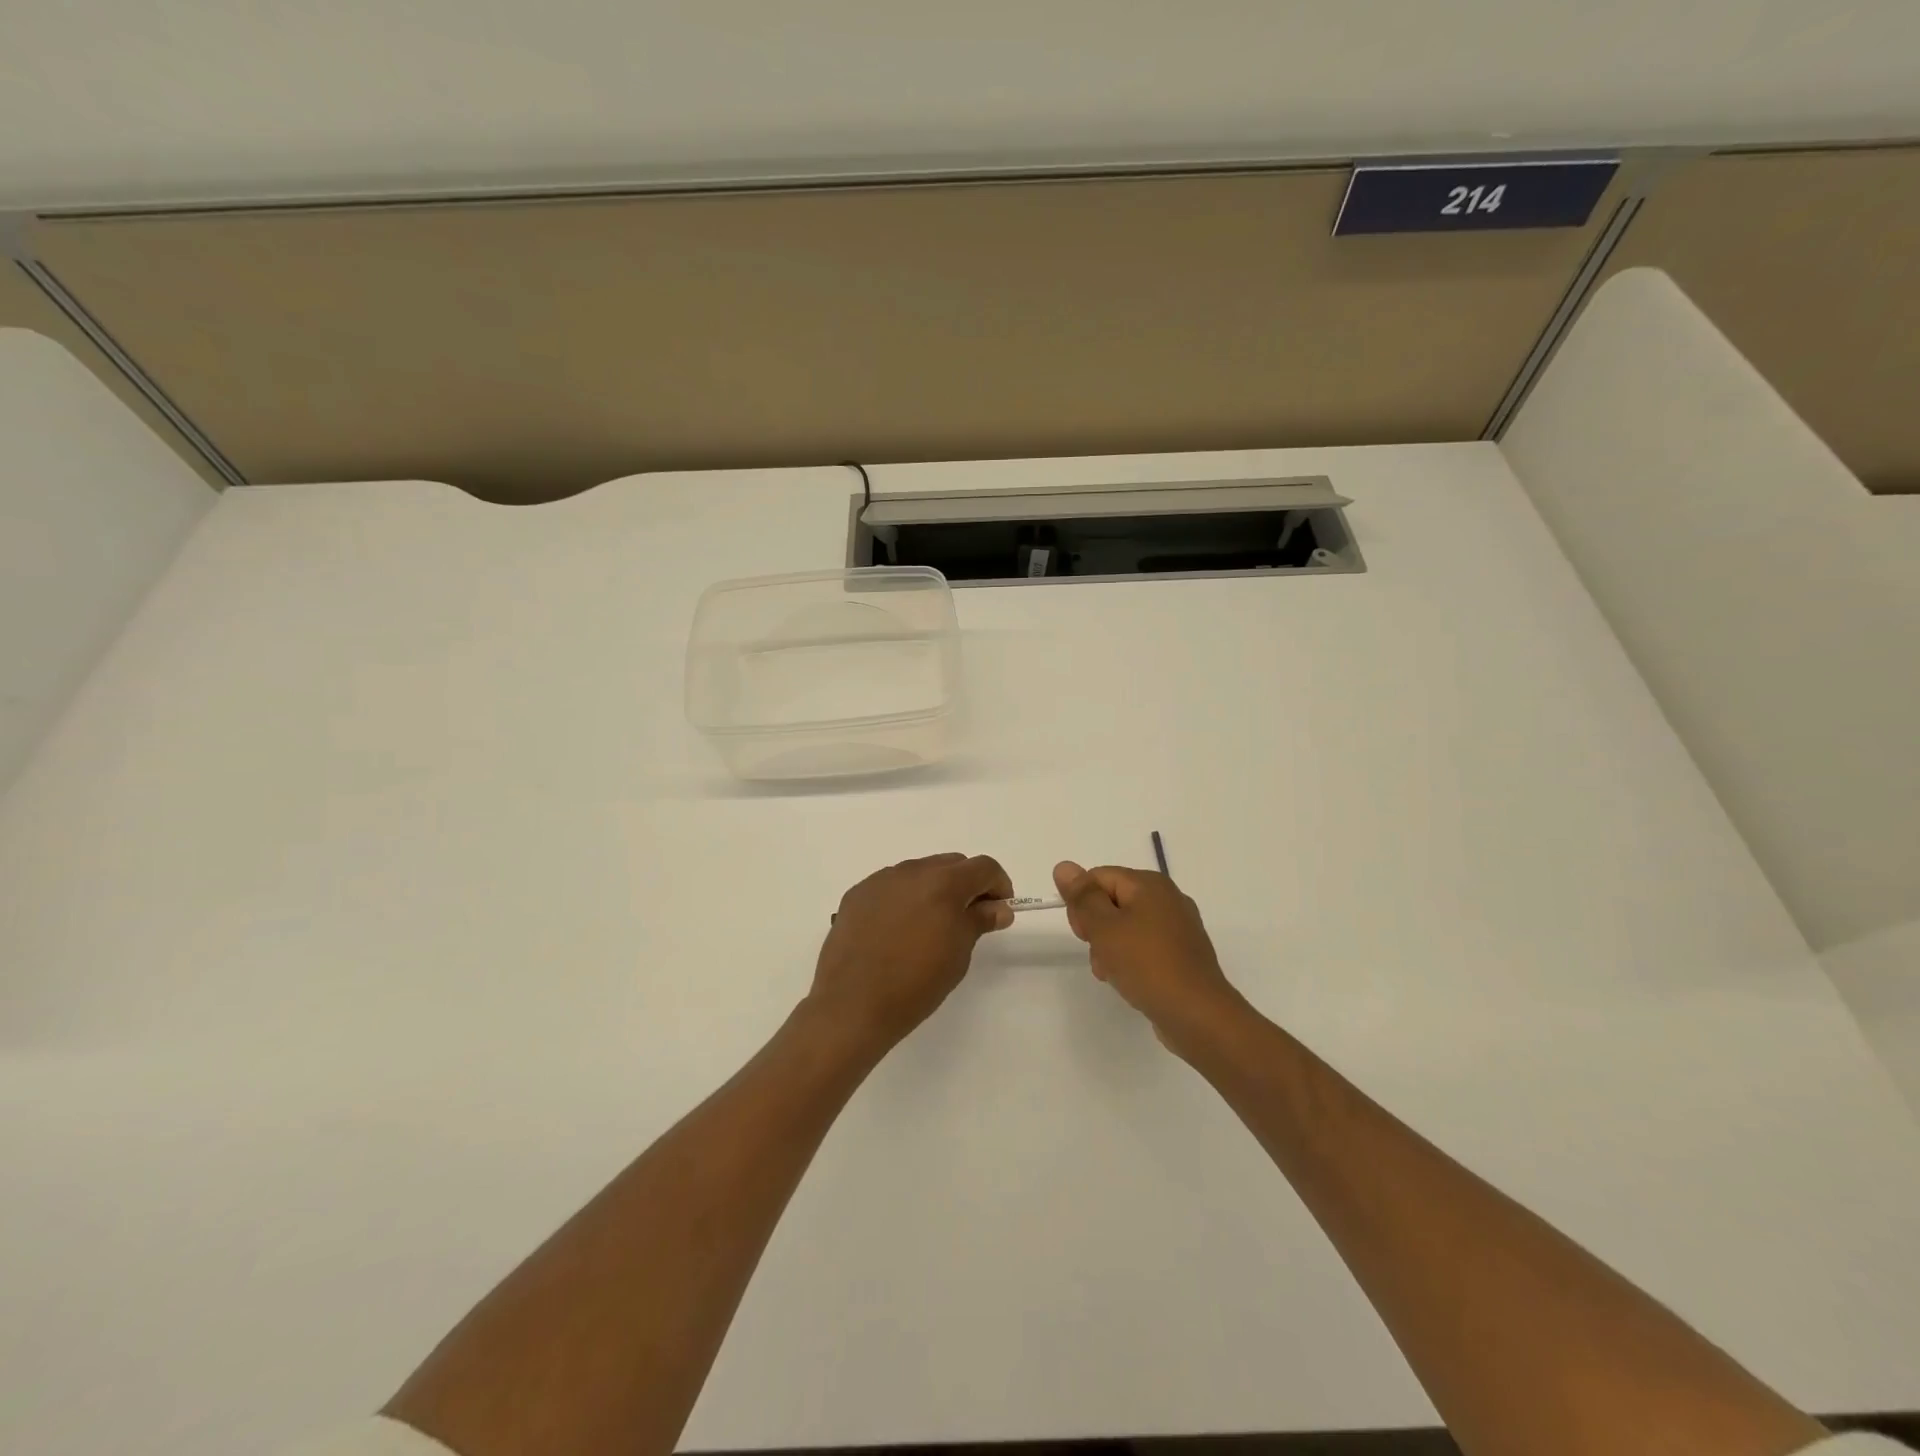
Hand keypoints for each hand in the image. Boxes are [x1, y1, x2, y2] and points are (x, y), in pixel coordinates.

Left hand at [809, 854, 1014, 1051]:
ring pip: (920, 872)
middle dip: (966, 884)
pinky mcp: (857, 894)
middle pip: (951, 864)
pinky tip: (898, 930)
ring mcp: (880, 880)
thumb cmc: (915, 984)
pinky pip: (891, 886)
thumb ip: (979, 921)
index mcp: (943, 883)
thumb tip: (998, 907)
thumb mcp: (958, 954)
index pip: (983, 867)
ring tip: (930, 926)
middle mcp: (912, 871)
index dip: (998, 885)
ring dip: (934, 889)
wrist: (852, 1004)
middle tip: (968, 918)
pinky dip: (904, 898)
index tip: (998, 910)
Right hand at [1053, 860, 1246, 1056]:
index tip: (1082, 934)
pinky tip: (1128, 981)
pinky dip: (1131, 959)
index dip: (1082, 903)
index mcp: (1150, 884)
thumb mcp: (1104, 928)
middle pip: (1112, 901)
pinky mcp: (1182, 954)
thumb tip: (1063, 866)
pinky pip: (1145, 946)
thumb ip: (1082, 896)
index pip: (1098, 878)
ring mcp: (1178, 927)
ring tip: (1111, 973)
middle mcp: (1167, 898)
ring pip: (1127, 926)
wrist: (1198, 1015)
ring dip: (1110, 947)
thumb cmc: (1146, 964)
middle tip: (1098, 954)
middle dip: (1095, 927)